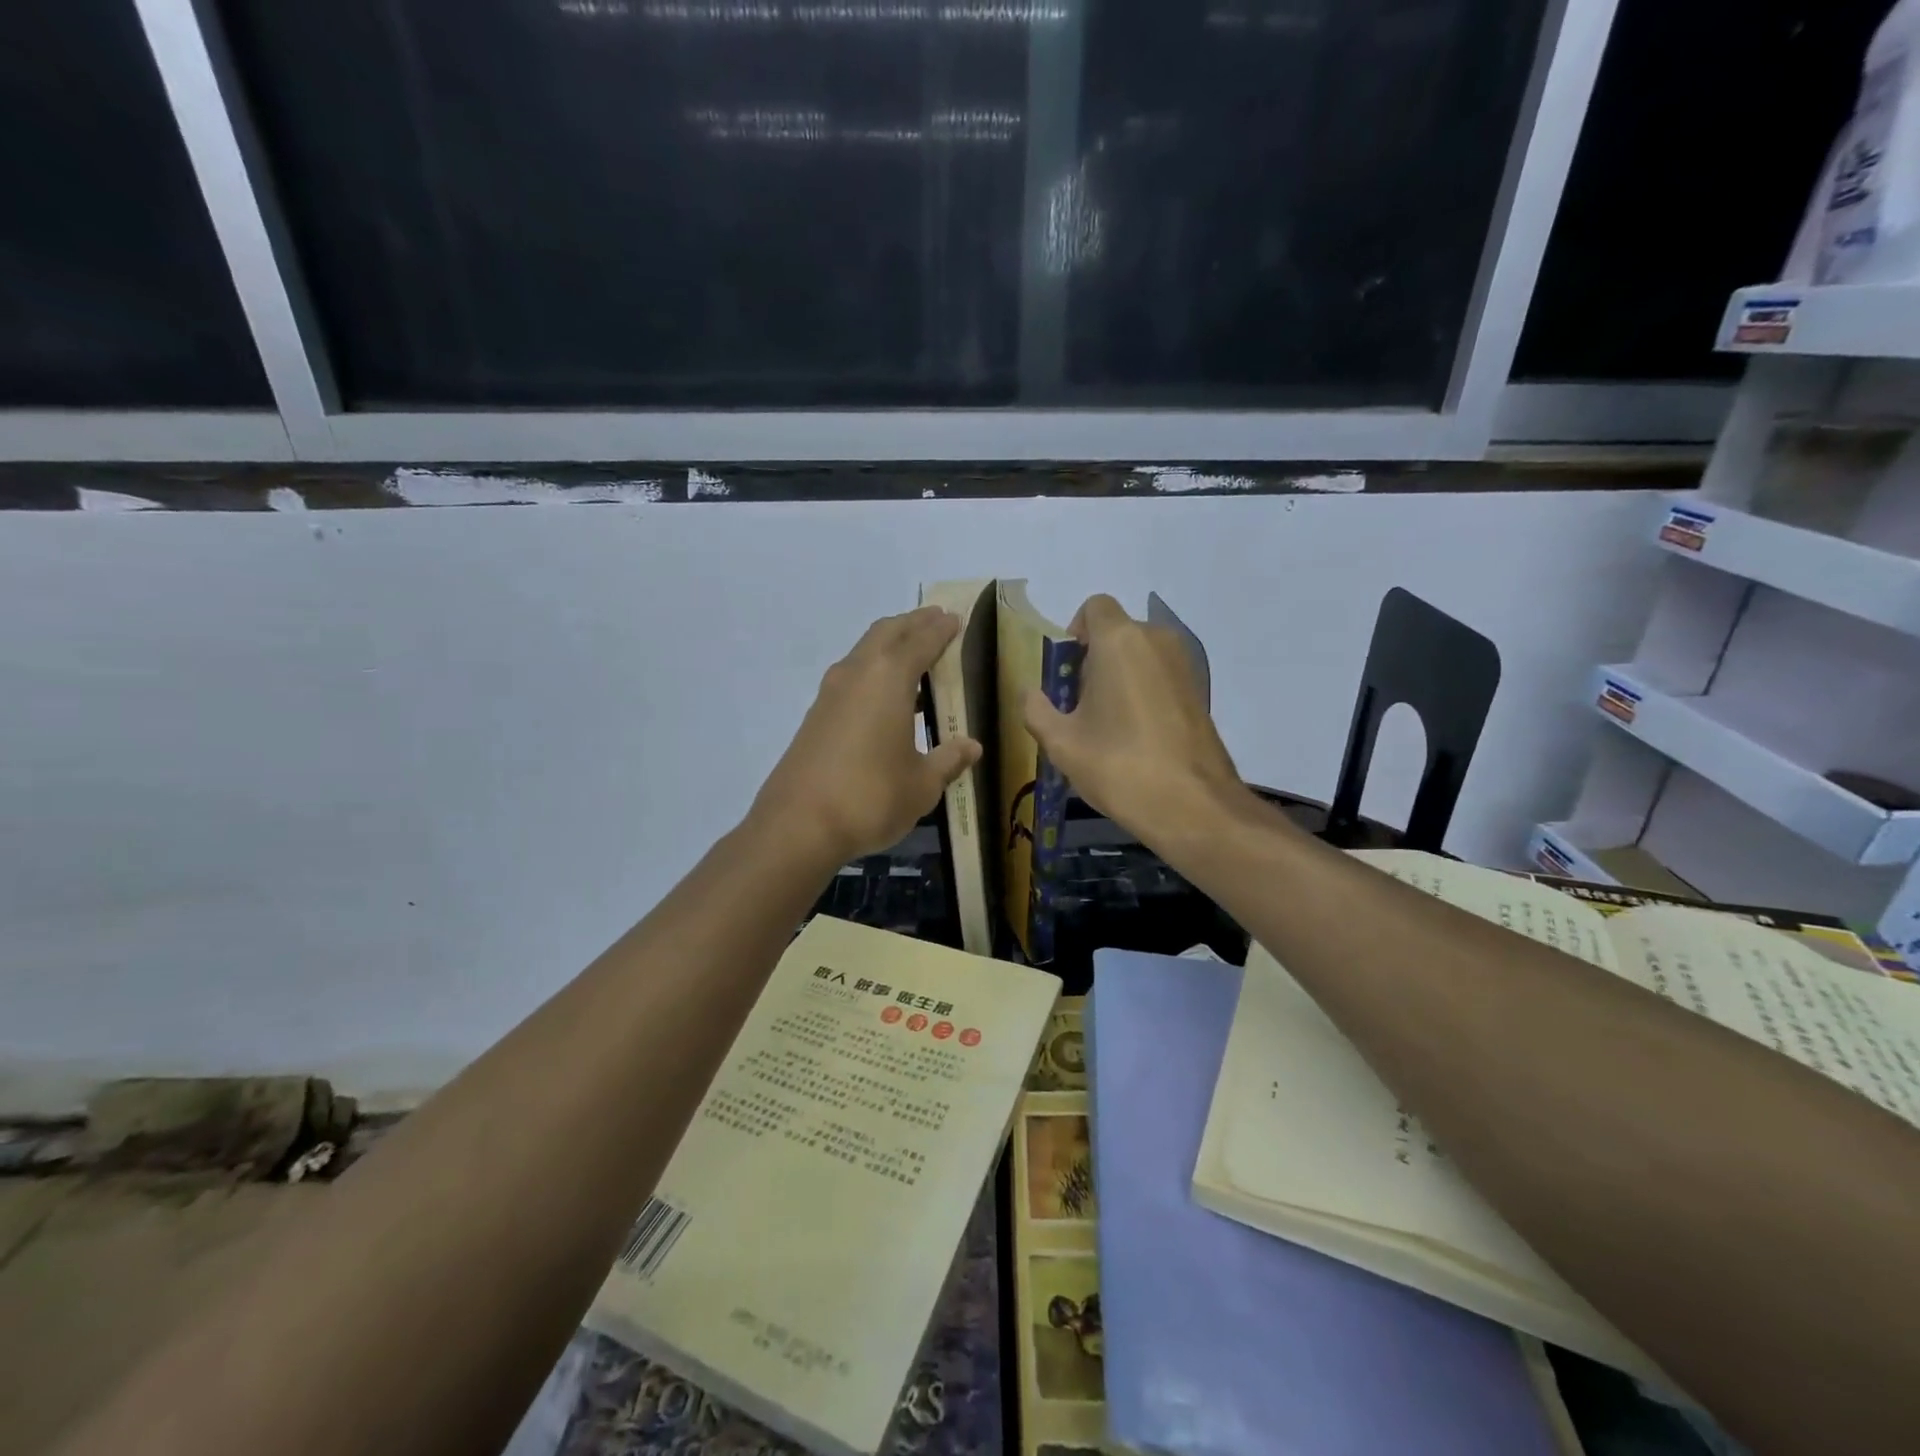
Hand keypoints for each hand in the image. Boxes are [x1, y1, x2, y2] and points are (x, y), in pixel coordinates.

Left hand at [752, 607, 982, 864]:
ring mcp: (831, 693)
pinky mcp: (816, 715)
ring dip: (889, 644)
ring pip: (864, 651)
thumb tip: (972, 746)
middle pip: (887, 632)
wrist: (798, 825)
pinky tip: (884, 695)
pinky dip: (873, 669)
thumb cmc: (872, 797)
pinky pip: (851, 675)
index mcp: (889, 678)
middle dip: (913, 623)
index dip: (940, 628)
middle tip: (935, 620)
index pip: (921, 640)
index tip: (955, 618)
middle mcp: (857, 673)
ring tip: (913, 651)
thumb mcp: (922, 785)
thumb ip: (949, 760)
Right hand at [1023, 594, 1246, 842]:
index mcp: (1119, 641)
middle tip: (1080, 706)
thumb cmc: (1118, 766)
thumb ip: (1036, 710)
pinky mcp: (1201, 692)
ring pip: (1141, 655)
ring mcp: (1185, 665)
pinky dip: (1144, 693)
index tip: (1065, 672)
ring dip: (1120, 677)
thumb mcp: (1061, 743)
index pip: (1094, 607)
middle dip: (1094, 660)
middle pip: (1117, 633)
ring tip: (1107, 726)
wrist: (1192, 806)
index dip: (1074, 632)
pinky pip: (1161, 676)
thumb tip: (1031, 694)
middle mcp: (1157, 641)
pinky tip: (1136, 737)